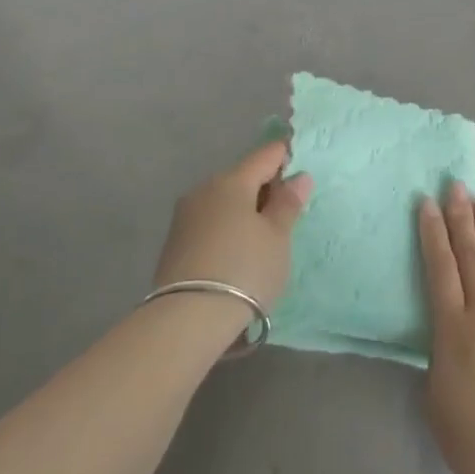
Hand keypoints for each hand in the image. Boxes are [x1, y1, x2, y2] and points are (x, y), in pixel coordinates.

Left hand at [153, 140, 311, 309]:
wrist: (187, 318)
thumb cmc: (244, 269)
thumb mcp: (277, 238)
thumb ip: (288, 204)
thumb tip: (298, 176)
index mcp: (232, 181)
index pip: (264, 155)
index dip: (284, 156)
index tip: (300, 167)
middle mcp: (204, 189)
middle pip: (241, 177)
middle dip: (264, 187)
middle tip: (286, 211)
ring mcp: (185, 215)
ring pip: (223, 200)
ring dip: (244, 209)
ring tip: (263, 236)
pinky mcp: (175, 242)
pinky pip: (210, 222)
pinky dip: (227, 227)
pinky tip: (237, 251)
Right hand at [418, 183, 474, 473]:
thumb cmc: (471, 439)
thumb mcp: (436, 394)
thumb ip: (441, 353)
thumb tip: (451, 333)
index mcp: (454, 328)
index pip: (440, 267)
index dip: (432, 232)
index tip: (427, 202)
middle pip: (472, 256)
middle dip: (461, 218)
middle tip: (456, 187)